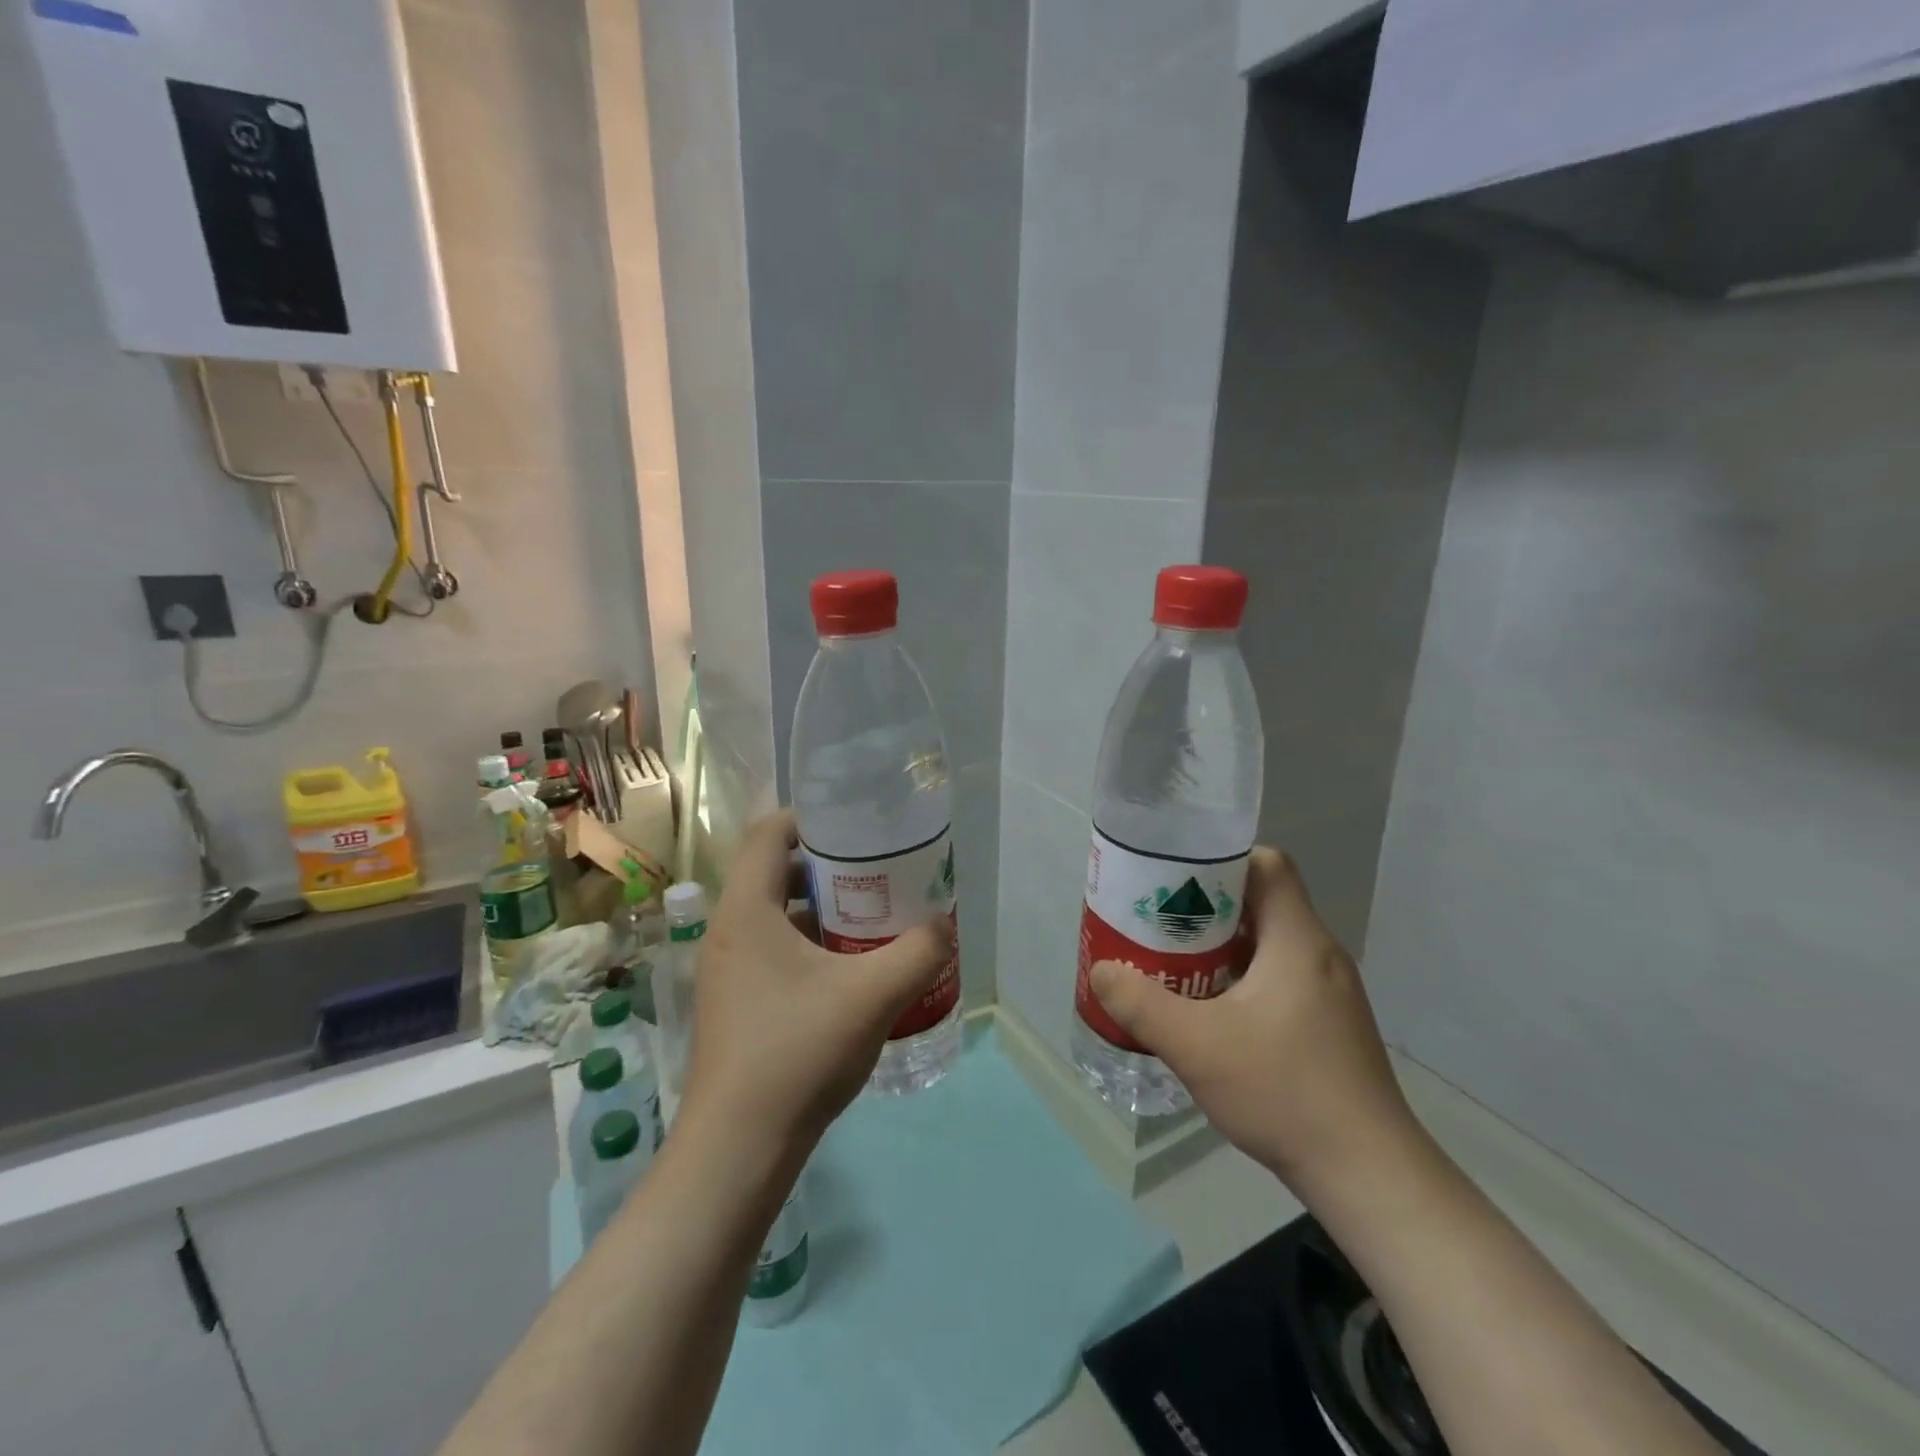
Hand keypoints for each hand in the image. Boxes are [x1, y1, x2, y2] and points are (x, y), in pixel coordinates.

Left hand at [679, 811, 952, 1161]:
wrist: (739, 1149)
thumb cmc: (798, 1052)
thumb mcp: (873, 995)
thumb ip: (918, 951)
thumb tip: (944, 925)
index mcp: (747, 911)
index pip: (767, 833)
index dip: (809, 818)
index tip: (856, 827)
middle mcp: (728, 932)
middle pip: (774, 872)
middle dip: (827, 866)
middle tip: (877, 873)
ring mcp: (727, 971)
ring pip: (775, 915)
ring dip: (821, 910)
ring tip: (871, 919)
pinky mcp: (735, 1004)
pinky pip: (773, 951)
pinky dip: (810, 946)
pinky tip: (850, 972)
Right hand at [1088, 848, 1419, 1199]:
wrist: (1369, 1176)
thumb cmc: (1285, 1092)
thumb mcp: (1197, 1046)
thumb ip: (1141, 1004)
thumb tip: (1102, 970)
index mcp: (1298, 940)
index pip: (1268, 864)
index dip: (1220, 861)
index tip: (1176, 879)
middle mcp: (1319, 954)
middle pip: (1261, 902)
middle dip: (1206, 907)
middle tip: (1160, 923)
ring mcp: (1329, 993)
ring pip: (1268, 944)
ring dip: (1221, 947)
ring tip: (1174, 965)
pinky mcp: (1329, 1026)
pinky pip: (1278, 979)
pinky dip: (1240, 980)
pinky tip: (1210, 1014)